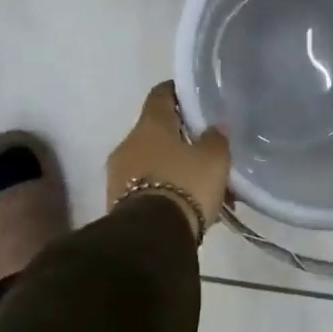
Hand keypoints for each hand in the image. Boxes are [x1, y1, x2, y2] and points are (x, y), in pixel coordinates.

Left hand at [106, 82, 230, 242]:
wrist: (151, 238)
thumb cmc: (185, 184)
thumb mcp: (214, 159)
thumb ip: (216, 138)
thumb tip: (215, 127)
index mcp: (150, 124)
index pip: (161, 94)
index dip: (178, 93)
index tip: (194, 99)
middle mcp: (129, 143)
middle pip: (157, 132)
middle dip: (182, 142)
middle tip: (207, 154)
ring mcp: (118, 175)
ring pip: (153, 163)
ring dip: (175, 170)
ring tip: (203, 190)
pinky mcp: (117, 204)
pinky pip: (146, 189)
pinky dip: (166, 192)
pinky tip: (188, 208)